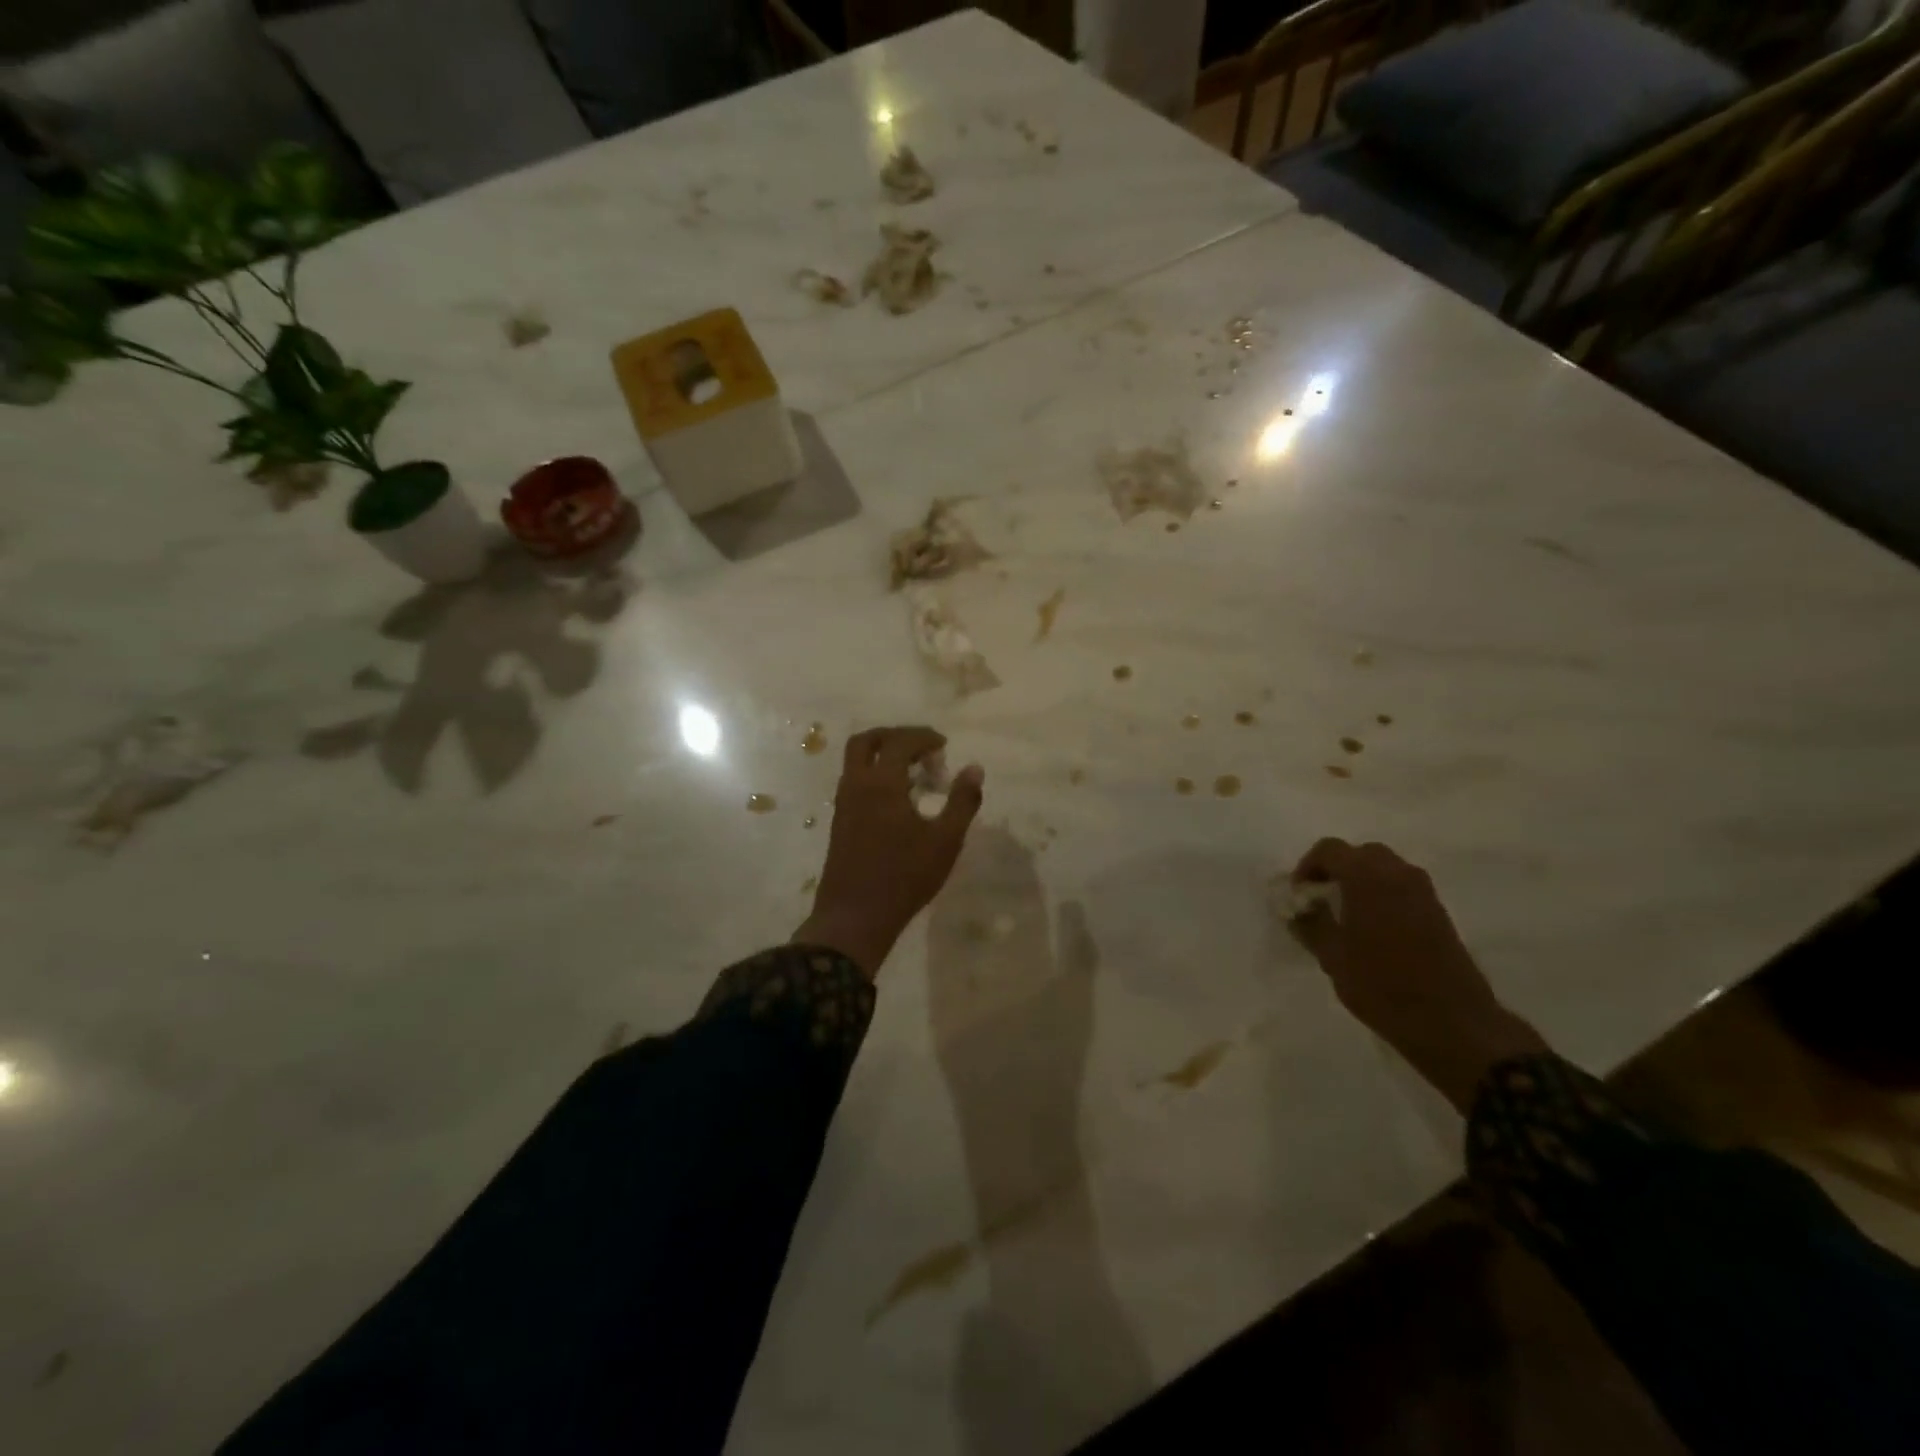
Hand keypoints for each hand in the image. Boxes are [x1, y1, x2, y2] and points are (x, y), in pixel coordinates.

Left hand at [795, 726, 984, 976]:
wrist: (854, 917)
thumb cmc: (904, 877)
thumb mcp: (945, 841)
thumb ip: (962, 801)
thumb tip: (975, 768)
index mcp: (881, 783)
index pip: (899, 742)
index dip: (923, 737)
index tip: (944, 745)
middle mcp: (856, 785)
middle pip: (866, 741)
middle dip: (894, 736)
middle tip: (921, 748)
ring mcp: (843, 804)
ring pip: (856, 762)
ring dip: (883, 756)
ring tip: (915, 775)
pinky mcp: (840, 822)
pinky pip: (855, 782)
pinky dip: (875, 776)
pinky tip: (898, 799)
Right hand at [1290, 838, 1548, 1112]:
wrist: (1452, 1022)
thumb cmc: (1381, 985)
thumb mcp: (1332, 956)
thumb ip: (1310, 923)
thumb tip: (1299, 907)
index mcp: (1367, 877)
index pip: (1329, 849)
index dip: (1308, 867)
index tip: (1300, 895)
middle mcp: (1398, 874)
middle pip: (1360, 854)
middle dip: (1337, 870)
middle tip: (1321, 900)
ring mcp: (1424, 892)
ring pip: (1385, 869)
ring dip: (1361, 882)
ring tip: (1346, 916)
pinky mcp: (1438, 912)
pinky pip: (1402, 888)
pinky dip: (1382, 895)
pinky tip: (1373, 929)